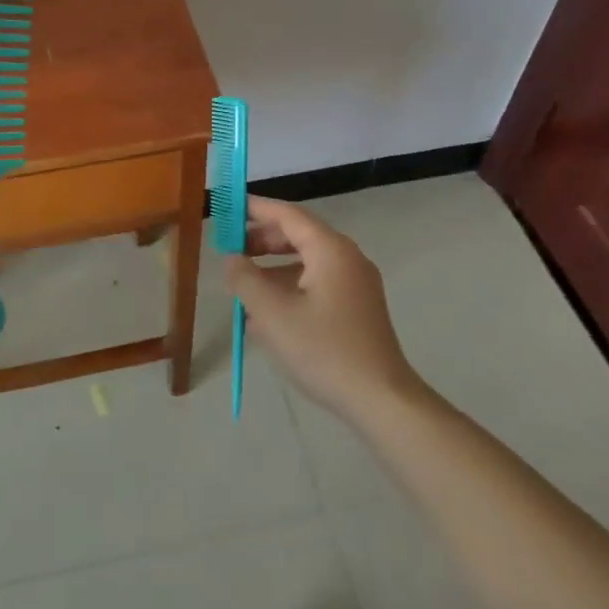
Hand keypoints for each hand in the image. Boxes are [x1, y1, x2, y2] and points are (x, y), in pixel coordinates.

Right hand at [224, 196, 422, 429]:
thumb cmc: (323, 350)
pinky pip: (317, 283)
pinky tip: (268, 312)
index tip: (228, 208)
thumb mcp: (272, 314)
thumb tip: (231, 258)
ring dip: (273, 267)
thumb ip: (245, 279)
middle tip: (230, 250)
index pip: (287, 215)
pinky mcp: (357, 307)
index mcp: (330, 250)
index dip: (255, 209)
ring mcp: (356, 283)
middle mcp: (347, 258)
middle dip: (262, 240)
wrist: (381, 400)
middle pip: (299, 235)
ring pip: (307, 262)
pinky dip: (290, 286)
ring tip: (243, 284)